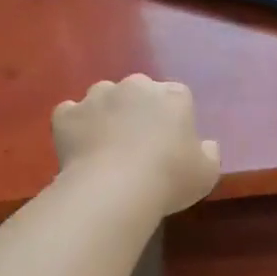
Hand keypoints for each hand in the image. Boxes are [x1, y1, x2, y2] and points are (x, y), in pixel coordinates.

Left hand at [52, 75, 220, 215]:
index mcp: (173, 95)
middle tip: (139, 143)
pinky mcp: (67, 114)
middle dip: (139, 110)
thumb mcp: (207, 172)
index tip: (171, 141)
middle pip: (139, 91)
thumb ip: (209, 153)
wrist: (114, 189)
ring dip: (106, 114)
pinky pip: (71, 114)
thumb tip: (205, 146)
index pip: (177, 96)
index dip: (174, 117)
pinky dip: (75, 126)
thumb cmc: (169, 178)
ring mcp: (97, 97)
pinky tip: (81, 148)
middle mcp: (135, 86)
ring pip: (103, 98)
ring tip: (107, 146)